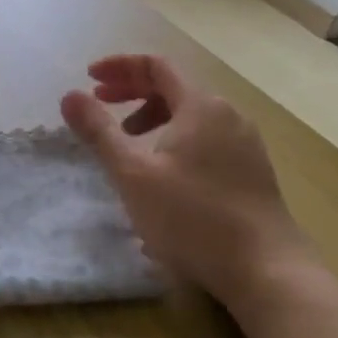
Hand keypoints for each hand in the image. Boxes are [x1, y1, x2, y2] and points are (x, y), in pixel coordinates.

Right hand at [61, 54, 311, 310]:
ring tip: (129, 144)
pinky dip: (175, 139)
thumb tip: (69, 95)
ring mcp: (245, 144)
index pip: (156, 66)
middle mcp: (228, 115)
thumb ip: (99, 131)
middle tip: (100, 104)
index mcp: (201, 106)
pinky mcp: (252, 172)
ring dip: (153, 117)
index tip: (89, 79)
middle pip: (174, 87)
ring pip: (191, 115)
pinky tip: (163, 173)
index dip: (119, 66)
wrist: (267, 272)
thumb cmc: (193, 217)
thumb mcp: (133, 173)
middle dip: (132, 91)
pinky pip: (206, 138)